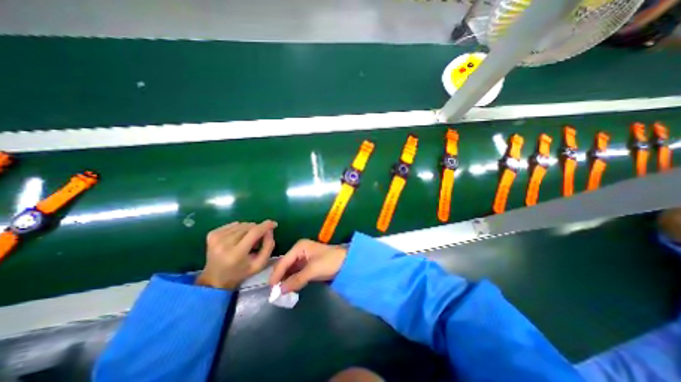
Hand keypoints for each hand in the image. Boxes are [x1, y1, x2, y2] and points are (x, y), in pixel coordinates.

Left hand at [198, 220, 276, 289]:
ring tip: (247, 240)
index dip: (266, 226)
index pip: (254, 232)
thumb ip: (268, 246)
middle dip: (257, 230)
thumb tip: (269, 230)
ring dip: (248, 230)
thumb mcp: (259, 264)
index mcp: (236, 254)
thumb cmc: (240, 273)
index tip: (274, 224)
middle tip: (258, 240)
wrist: (215, 279)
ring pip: (242, 224)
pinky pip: (233, 224)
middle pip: (249, 227)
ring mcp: (216, 238)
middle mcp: (224, 244)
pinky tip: (237, 238)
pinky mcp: (212, 234)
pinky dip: (239, 229)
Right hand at [269, 241, 348, 293]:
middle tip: (274, 293)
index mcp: (299, 247)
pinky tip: (289, 289)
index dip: (276, 275)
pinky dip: (293, 280)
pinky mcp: (307, 265)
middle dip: (280, 278)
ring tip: (279, 293)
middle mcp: (299, 251)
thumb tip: (279, 291)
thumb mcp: (313, 270)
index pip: (283, 261)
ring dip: (285, 280)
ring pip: (290, 270)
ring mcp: (303, 258)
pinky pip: (296, 273)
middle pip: (285, 265)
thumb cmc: (330, 261)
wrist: (347, 261)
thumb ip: (296, 280)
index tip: (270, 289)